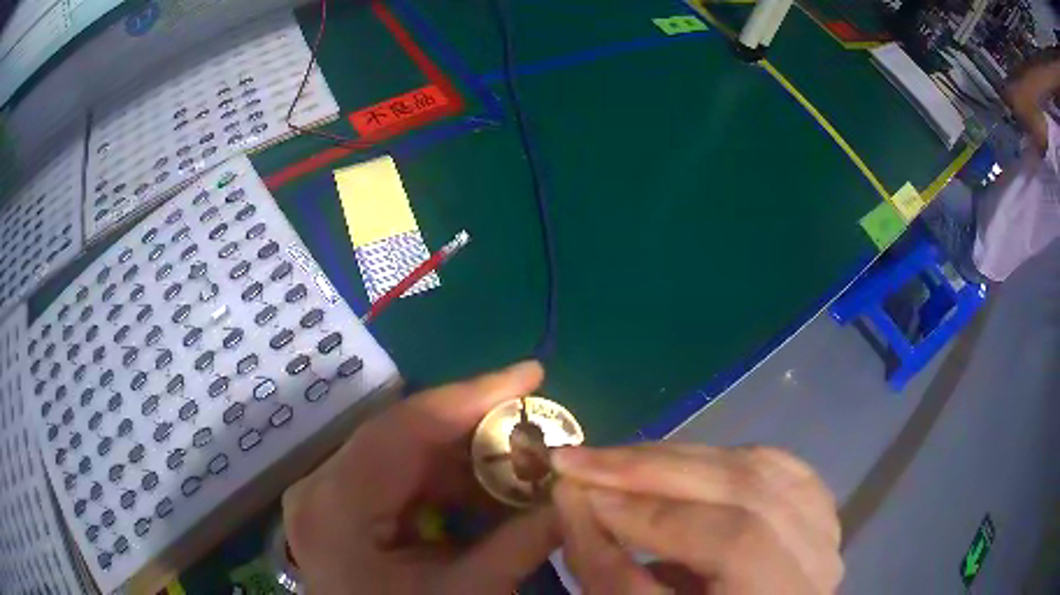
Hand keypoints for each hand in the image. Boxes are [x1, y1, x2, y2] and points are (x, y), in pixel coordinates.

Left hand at [282, 361, 559, 593]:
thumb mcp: (470, 592)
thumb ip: (524, 539)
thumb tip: (577, 490)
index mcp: (336, 508)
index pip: (404, 430)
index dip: (472, 396)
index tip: (531, 373)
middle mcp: (321, 488)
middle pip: (404, 438)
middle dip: (477, 431)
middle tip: (536, 425)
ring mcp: (329, 496)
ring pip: (405, 456)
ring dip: (467, 461)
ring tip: (522, 467)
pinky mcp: (343, 508)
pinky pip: (400, 480)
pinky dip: (448, 485)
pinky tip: (488, 496)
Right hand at [552, 445, 842, 593]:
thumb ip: (611, 571)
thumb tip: (573, 499)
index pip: (732, 542)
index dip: (652, 517)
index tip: (577, 493)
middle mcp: (818, 561)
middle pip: (747, 491)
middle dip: (652, 471)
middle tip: (580, 459)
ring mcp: (825, 529)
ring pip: (758, 467)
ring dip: (678, 458)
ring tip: (616, 460)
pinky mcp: (816, 508)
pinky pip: (772, 464)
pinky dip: (716, 459)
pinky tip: (676, 463)